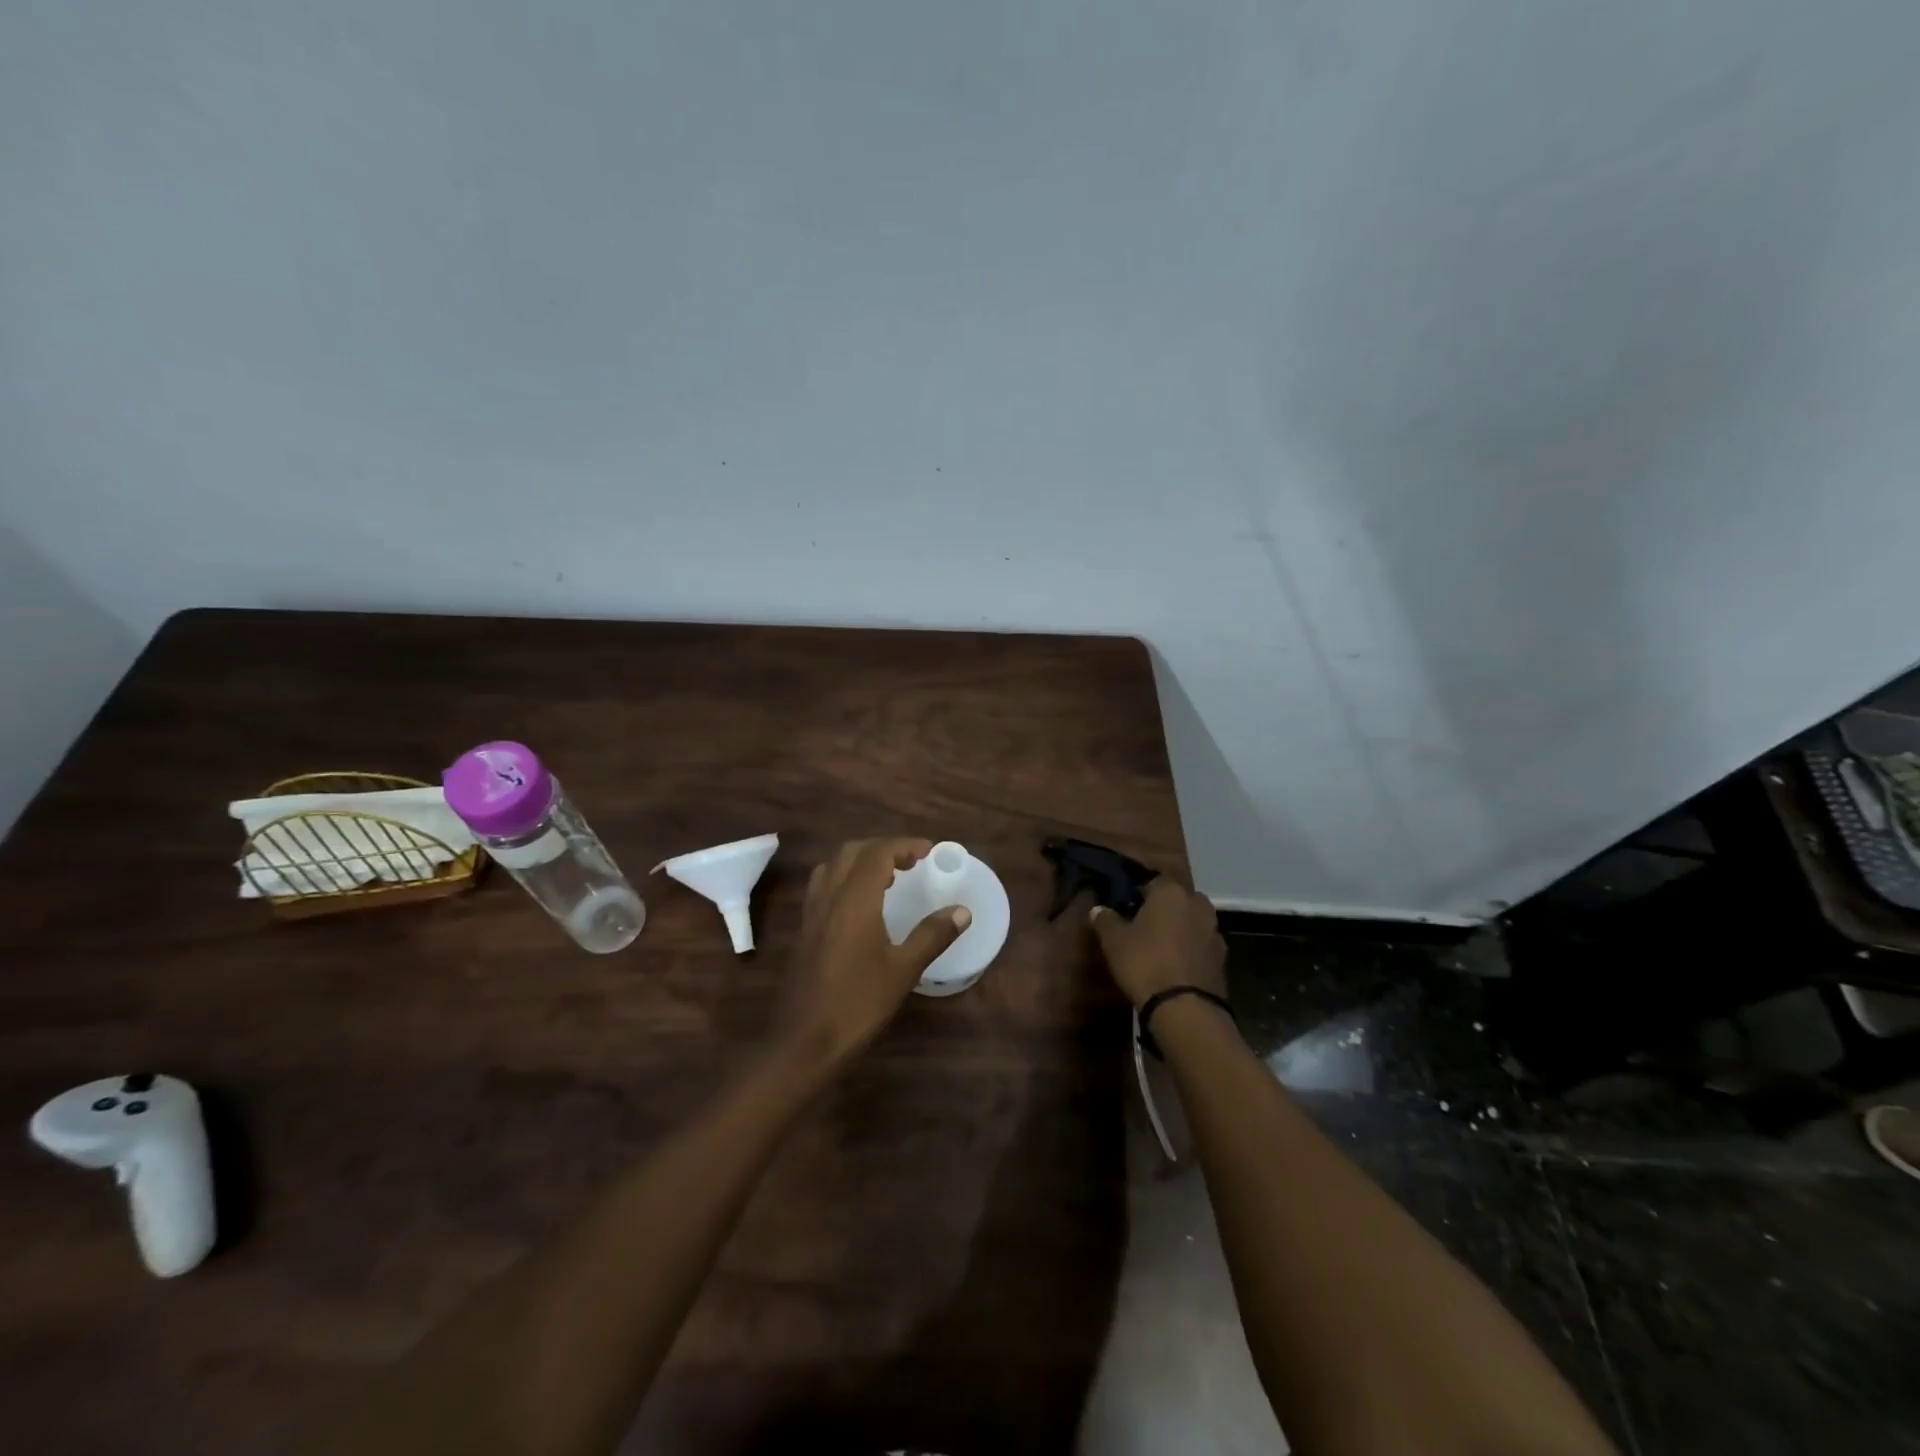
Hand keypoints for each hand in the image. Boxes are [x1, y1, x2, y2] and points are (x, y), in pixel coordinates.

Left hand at [778, 838, 969, 1070]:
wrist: (804, 1041)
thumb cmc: (858, 1004)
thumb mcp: (903, 970)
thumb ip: (932, 935)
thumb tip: (963, 911)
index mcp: (855, 900)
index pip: (878, 853)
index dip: (904, 845)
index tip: (929, 852)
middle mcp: (830, 897)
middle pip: (853, 852)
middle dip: (883, 848)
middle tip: (911, 862)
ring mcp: (812, 913)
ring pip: (833, 866)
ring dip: (861, 860)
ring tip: (888, 877)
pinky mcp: (805, 930)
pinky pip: (823, 886)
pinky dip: (844, 878)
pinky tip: (861, 904)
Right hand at [1089, 878, 1225, 1007]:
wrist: (1185, 1009)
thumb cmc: (1145, 963)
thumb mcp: (1114, 941)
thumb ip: (1105, 920)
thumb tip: (1098, 909)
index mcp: (1171, 892)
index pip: (1153, 881)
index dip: (1138, 894)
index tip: (1125, 908)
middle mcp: (1198, 904)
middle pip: (1177, 900)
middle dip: (1163, 910)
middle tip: (1142, 927)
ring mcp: (1215, 931)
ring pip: (1192, 922)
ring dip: (1179, 930)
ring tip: (1159, 948)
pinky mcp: (1223, 959)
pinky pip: (1201, 946)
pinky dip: (1191, 951)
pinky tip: (1175, 966)